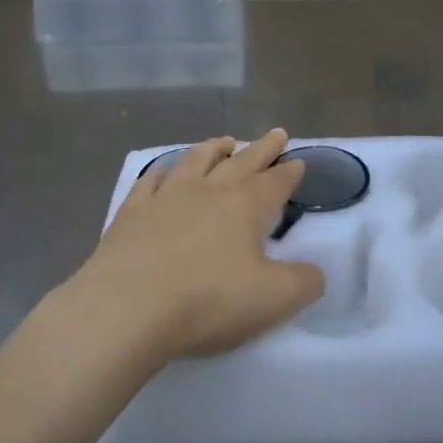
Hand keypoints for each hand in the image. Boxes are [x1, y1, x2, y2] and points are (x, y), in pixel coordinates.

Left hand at [74, 130, 323, 361]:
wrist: (127, 308)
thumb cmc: (207, 301)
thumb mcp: (273, 300)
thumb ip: (303, 283)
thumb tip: (315, 272)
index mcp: (245, 207)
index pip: (275, 183)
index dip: (289, 172)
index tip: (298, 160)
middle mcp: (208, 191)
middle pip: (241, 162)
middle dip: (262, 149)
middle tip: (276, 134)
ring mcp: (166, 197)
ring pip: (196, 160)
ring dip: (214, 148)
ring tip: (225, 141)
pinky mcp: (132, 212)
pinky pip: (151, 180)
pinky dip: (163, 170)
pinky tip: (165, 170)